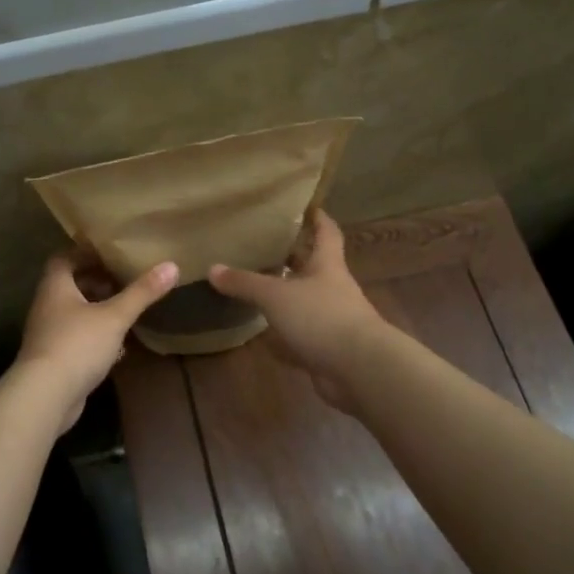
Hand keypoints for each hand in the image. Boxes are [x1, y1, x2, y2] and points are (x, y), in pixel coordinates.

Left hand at [15, 253, 179, 424]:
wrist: (45, 396)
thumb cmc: (78, 344)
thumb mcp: (115, 316)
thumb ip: (141, 293)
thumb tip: (172, 265)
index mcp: (55, 287)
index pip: (64, 258)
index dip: (85, 254)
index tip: (109, 253)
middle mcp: (46, 306)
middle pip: (69, 285)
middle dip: (95, 282)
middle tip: (122, 280)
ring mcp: (47, 334)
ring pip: (73, 313)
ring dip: (95, 309)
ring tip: (123, 309)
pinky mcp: (53, 359)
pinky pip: (75, 337)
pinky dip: (94, 335)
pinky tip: (116, 344)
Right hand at [209, 211, 384, 410]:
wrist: (360, 368)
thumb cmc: (321, 317)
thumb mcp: (276, 295)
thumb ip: (245, 282)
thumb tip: (213, 268)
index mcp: (328, 265)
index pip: (327, 232)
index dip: (317, 217)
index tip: (304, 205)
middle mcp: (334, 287)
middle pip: (314, 265)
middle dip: (293, 256)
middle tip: (265, 244)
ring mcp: (335, 319)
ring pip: (307, 299)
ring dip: (288, 294)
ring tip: (259, 286)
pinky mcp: (329, 346)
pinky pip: (304, 332)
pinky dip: (286, 332)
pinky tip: (265, 334)